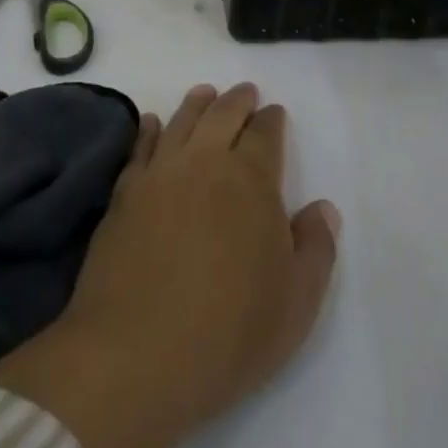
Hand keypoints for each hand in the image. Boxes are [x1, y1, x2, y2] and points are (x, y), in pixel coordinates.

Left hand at [0, 84, 338, 447]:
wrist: (135, 355)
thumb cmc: (229, 333)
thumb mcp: (295, 304)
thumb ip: (316, 249)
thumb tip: (323, 208)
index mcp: (251, 180)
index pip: (265, 133)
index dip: (272, 120)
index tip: (275, 113)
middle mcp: (205, 162)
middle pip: (223, 114)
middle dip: (238, 100)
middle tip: (244, 92)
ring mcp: (160, 173)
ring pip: (182, 121)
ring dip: (197, 103)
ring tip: (205, 94)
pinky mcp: (124, 193)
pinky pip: (140, 147)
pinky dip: (149, 129)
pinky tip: (151, 123)